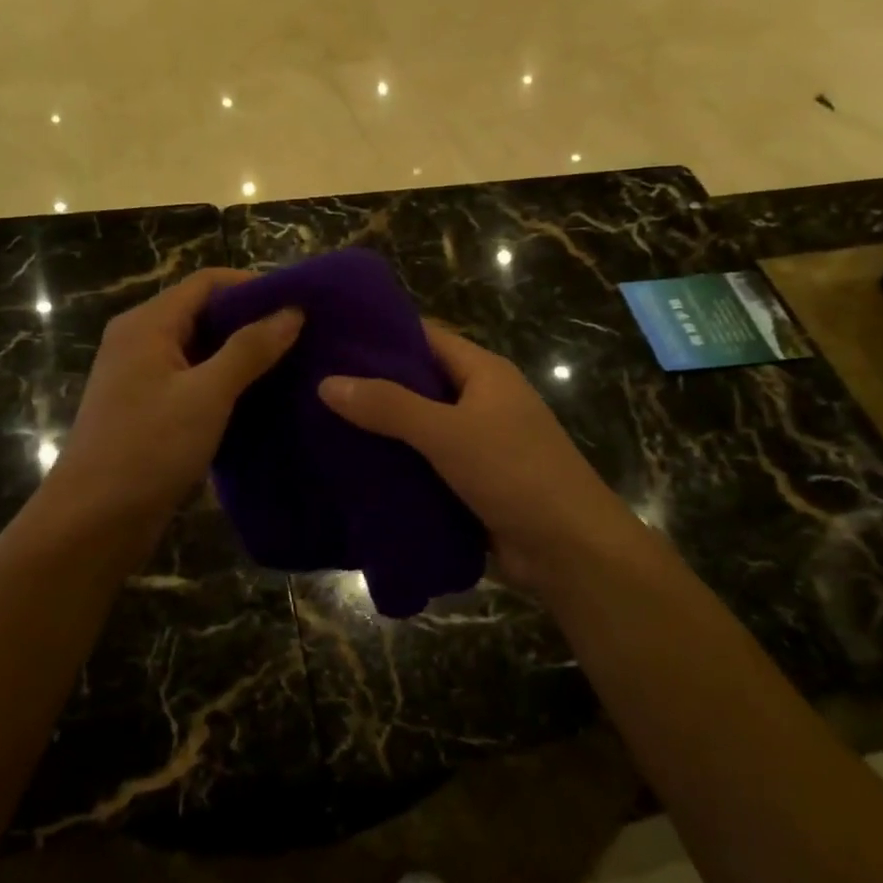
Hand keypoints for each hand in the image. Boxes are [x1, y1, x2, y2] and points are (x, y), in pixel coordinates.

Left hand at [48, 269, 300, 519]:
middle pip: (203, 313)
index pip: (206, 283)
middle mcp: (141, 341)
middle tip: (304, 336)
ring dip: (243, 355)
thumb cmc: (148, 448)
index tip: (299, 302)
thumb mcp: (207, 394)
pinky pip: (195, 381)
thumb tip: (292, 311)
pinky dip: (227, 383)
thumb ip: (250, 349)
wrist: (94, 521)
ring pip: (201, 350)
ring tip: (293, 364)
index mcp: (147, 324)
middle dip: (252, 321)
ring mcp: (143, 378)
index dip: (253, 286)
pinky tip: (262, 398)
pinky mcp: (150, 410)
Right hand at [318, 322, 655, 605]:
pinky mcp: (470, 482)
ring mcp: (477, 443)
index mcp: (483, 372)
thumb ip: (389, 406)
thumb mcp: (448, 433)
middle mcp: (480, 400)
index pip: (425, 336)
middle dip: (370, 384)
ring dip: (379, 429)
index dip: (380, 332)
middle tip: (312, 383)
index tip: (329, 335)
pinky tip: (351, 469)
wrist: (569, 550)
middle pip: (417, 382)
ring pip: (417, 427)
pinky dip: (395, 465)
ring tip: (317, 424)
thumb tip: (326, 382)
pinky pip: (424, 464)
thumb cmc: (515, 473)